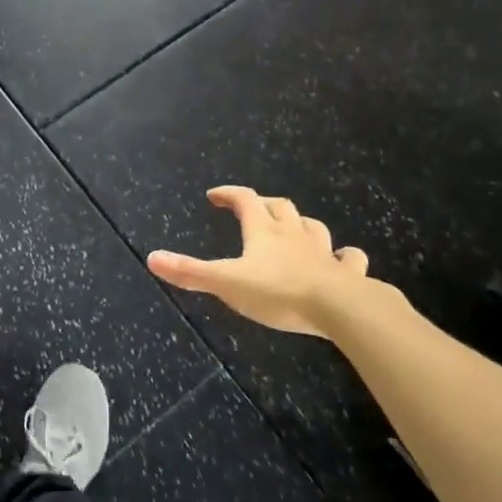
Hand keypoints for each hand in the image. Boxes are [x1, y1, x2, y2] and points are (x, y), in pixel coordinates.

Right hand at [147, 186, 374, 339]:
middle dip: (264, 204)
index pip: (244, 199)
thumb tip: (151, 258)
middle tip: (253, 210)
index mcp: (263, 231)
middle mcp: (293, 234)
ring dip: (301, 224)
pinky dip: (345, 257)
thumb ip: (190, 272)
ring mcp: (324, 252)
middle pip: (280, 207)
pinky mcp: (348, 274)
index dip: (228, 193)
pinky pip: (350, 258)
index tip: (214, 196)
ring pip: (313, 227)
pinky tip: (343, 260)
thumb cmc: (278, 292)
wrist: (341, 308)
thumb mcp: (226, 282)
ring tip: (294, 229)